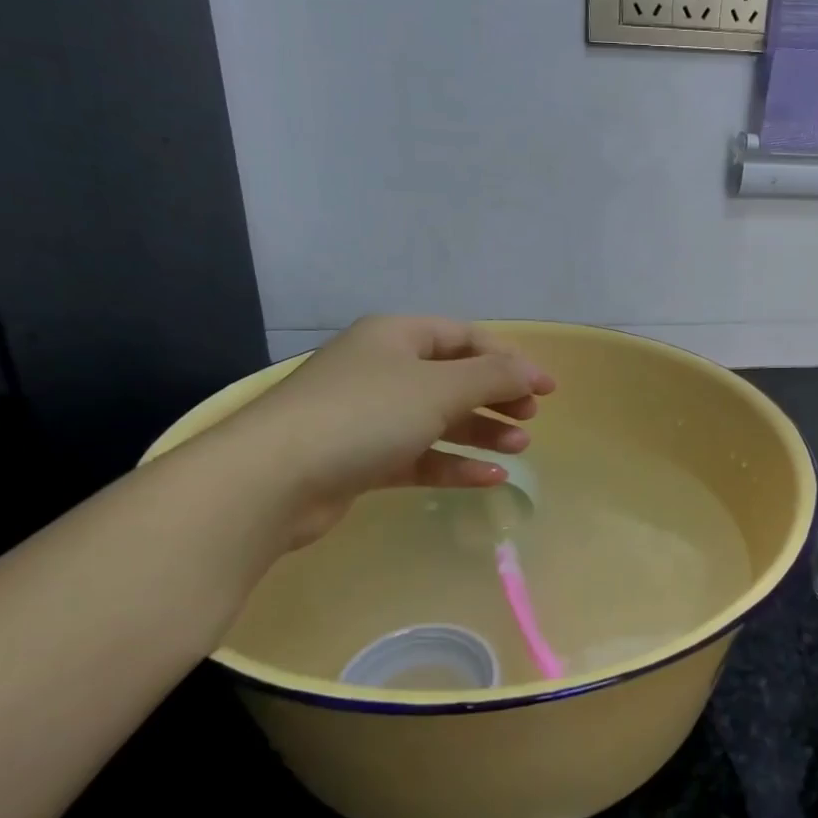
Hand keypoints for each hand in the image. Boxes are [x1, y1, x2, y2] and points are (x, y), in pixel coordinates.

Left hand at [215, 317, 555, 546]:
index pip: (465, 337)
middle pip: (454, 377)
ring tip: (520, 448)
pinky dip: (454, 463)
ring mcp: (370, 416)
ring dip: (481, 431)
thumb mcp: (438, 388)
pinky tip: (490, 478)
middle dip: (496, 396)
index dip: (509, 358)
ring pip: (439, 418)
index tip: (546, 388)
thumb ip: (492, 376)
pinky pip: (420, 455)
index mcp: (396, 337)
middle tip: (530, 417)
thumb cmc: (363, 415)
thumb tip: (532, 371)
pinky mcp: (362, 459)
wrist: (271, 480)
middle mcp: (382, 370)